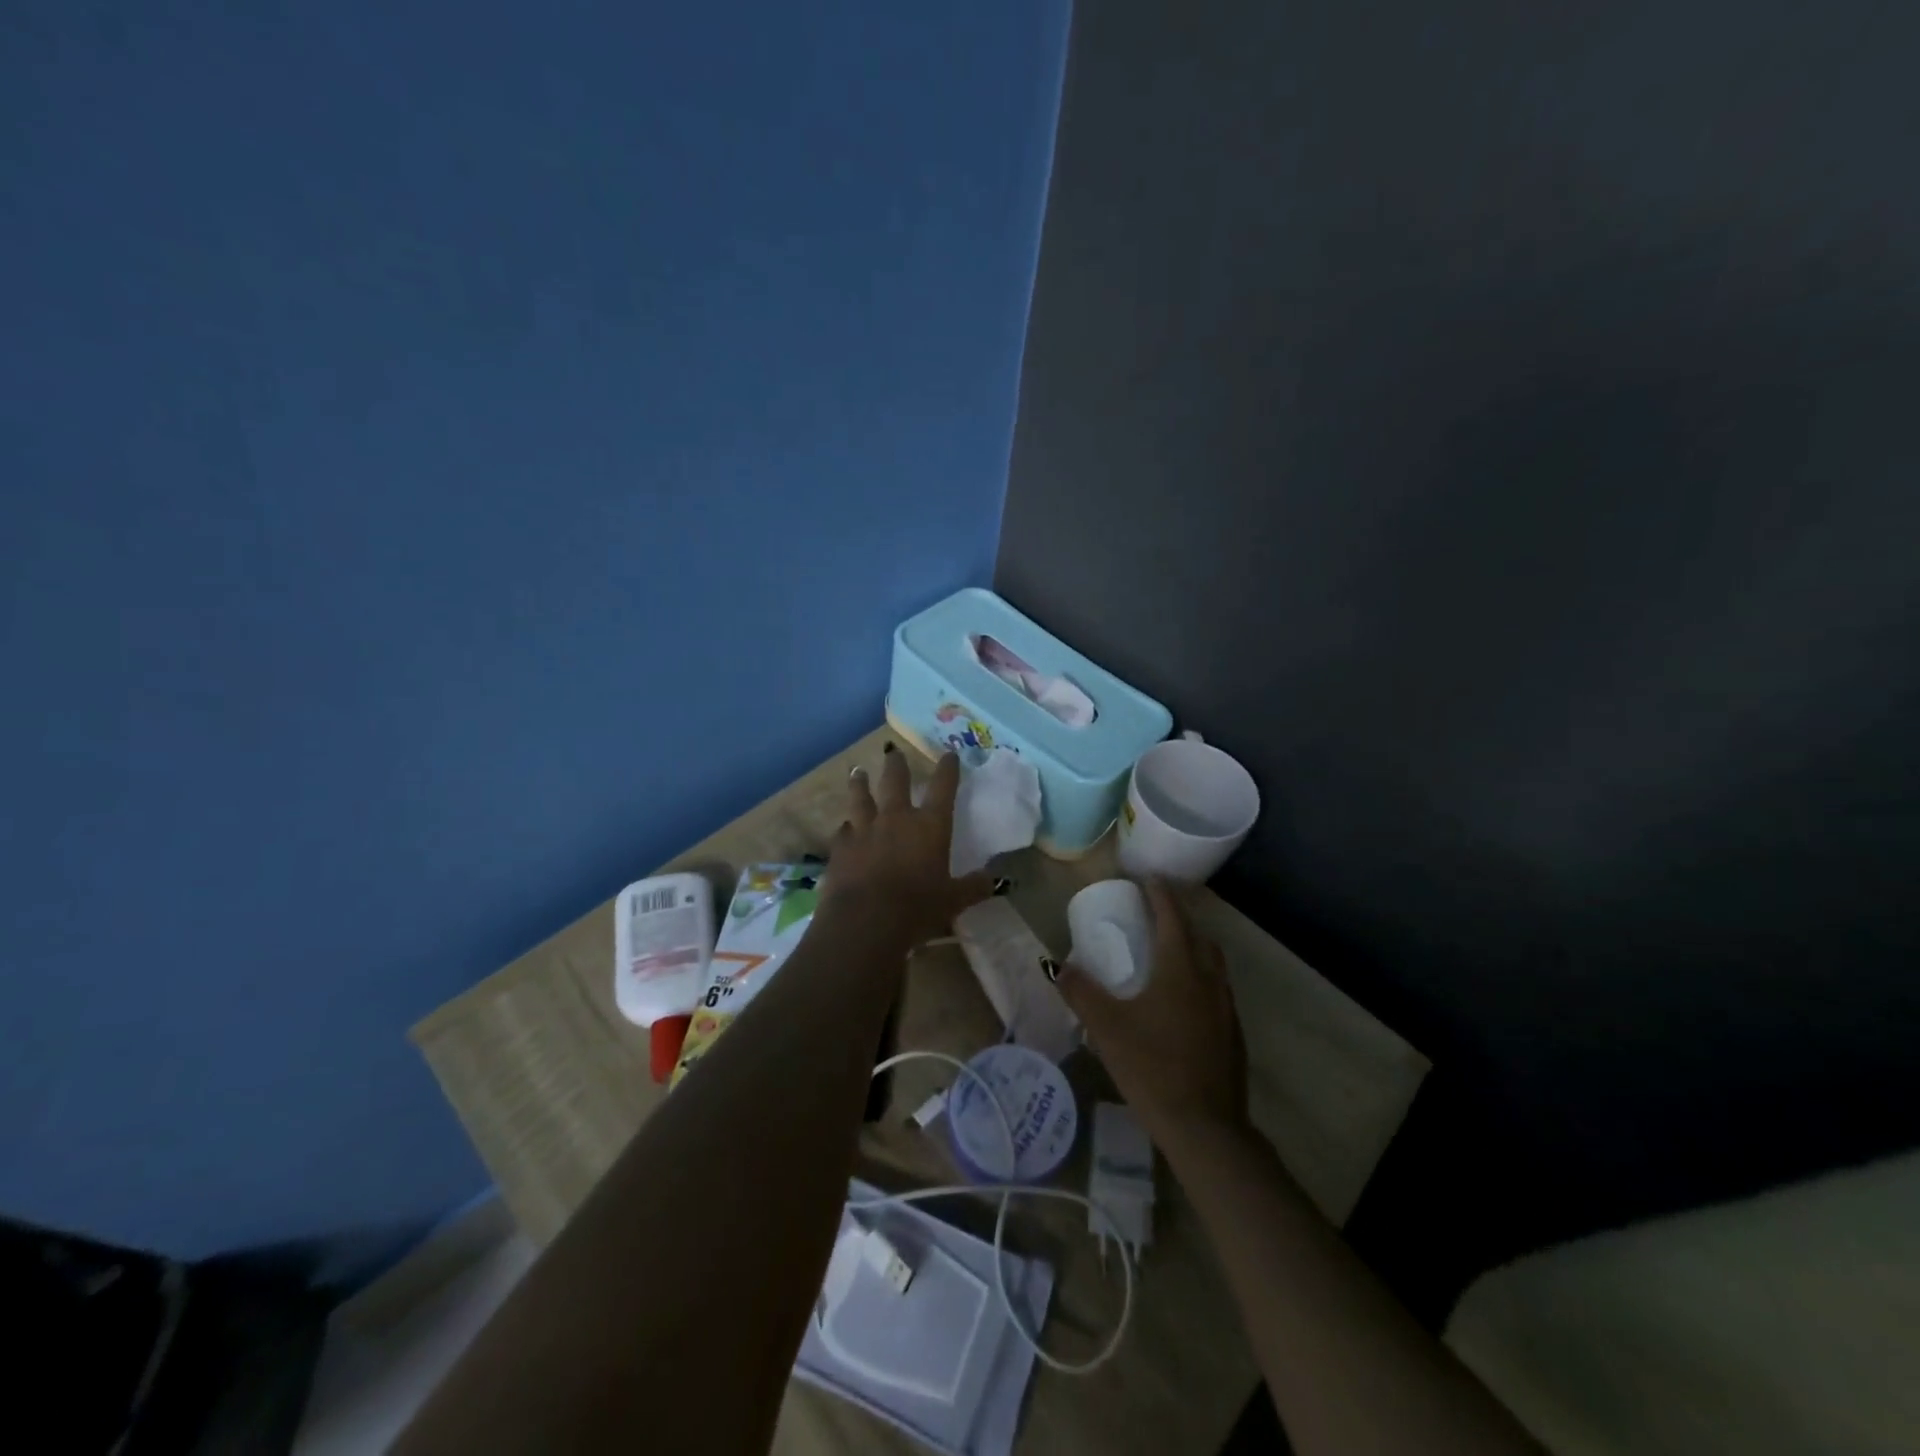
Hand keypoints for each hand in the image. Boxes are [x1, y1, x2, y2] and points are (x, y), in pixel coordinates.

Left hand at [823, 745, 992, 946]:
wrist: (866, 920)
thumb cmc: (917, 908)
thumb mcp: (954, 901)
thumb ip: (973, 887)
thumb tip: (994, 880)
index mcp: (930, 826)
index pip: (944, 788)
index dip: (948, 769)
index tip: (949, 754)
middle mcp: (897, 818)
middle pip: (896, 781)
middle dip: (896, 764)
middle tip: (893, 752)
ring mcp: (865, 829)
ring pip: (861, 796)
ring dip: (860, 783)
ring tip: (858, 772)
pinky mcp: (841, 847)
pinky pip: (843, 829)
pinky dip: (846, 827)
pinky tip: (844, 827)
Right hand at [1056, 880, 1248, 1142]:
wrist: (1205, 1127)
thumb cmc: (1152, 1067)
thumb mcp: (1106, 1028)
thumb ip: (1081, 993)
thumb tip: (1058, 966)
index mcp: (1180, 968)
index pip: (1172, 917)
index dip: (1160, 894)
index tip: (1147, 878)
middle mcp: (1209, 979)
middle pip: (1198, 935)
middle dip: (1178, 917)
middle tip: (1155, 912)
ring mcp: (1226, 1008)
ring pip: (1212, 963)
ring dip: (1193, 946)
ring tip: (1169, 950)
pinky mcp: (1233, 1034)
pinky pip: (1216, 989)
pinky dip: (1200, 976)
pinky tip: (1183, 999)